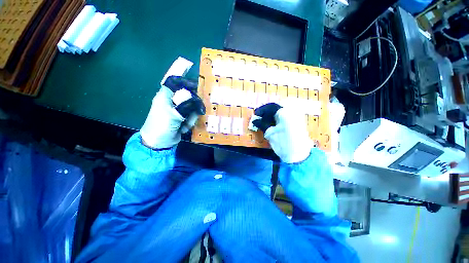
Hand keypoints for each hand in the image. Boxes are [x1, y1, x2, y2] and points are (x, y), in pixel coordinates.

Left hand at [140, 76, 204, 148]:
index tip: (197, 84)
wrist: (159, 143)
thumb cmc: (161, 126)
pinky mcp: (182, 117)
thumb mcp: (173, 115)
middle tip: (198, 111)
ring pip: (192, 107)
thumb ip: (186, 105)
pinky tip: (183, 128)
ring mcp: (178, 110)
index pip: (175, 82)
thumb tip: (197, 99)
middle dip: (193, 105)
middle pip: (188, 95)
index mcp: (165, 96)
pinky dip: (190, 122)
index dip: (186, 81)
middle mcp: (172, 101)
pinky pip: (191, 116)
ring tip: (185, 125)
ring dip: (191, 117)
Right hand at [253, 103, 312, 162]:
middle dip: (266, 113)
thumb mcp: (270, 134)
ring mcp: (296, 117)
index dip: (261, 110)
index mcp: (285, 112)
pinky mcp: (297, 122)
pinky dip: (277, 120)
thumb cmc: (283, 143)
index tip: (255, 115)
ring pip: (280, 112)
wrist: (300, 156)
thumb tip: (255, 120)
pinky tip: (272, 125)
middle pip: (276, 108)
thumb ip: (262, 124)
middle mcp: (291, 111)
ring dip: (271, 116)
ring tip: (264, 123)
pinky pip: (285, 117)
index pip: (271, 107)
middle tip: (259, 119)